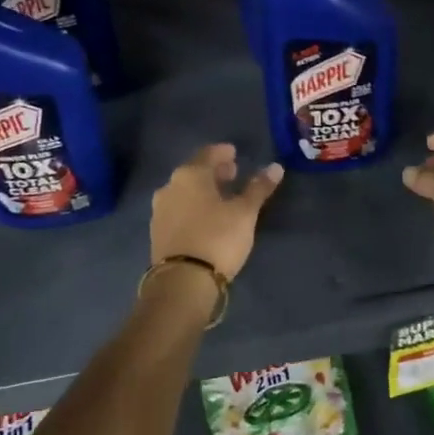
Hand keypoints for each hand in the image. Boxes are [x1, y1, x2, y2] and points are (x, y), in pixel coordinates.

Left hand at [150, 144, 283, 280]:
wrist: (182, 281)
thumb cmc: (217, 237)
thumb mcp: (245, 212)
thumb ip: (258, 188)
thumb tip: (275, 167)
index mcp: (190, 175)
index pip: (207, 154)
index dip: (222, 152)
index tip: (234, 153)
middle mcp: (169, 187)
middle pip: (194, 172)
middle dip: (213, 172)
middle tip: (232, 173)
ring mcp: (159, 211)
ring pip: (184, 192)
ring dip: (202, 191)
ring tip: (221, 197)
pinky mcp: (157, 233)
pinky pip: (178, 210)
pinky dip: (193, 207)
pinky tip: (205, 217)